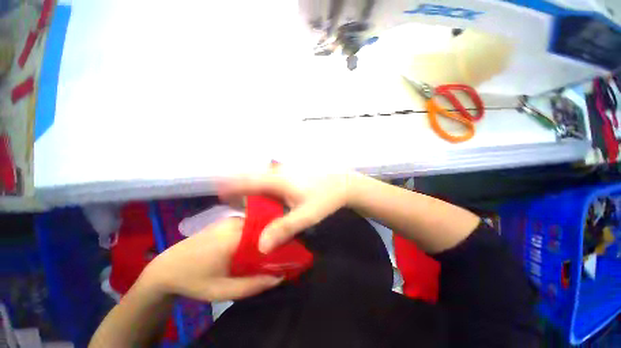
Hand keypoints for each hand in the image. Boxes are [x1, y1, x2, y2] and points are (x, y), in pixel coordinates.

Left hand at [141, 218, 281, 301]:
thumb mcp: (223, 290)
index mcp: (234, 237)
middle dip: (273, 238)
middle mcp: (235, 222)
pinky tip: (253, 245)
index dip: (279, 240)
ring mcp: (230, 219)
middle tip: (280, 252)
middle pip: (263, 227)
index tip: (288, 251)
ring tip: (268, 249)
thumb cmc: (194, 281)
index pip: (267, 232)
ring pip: (257, 225)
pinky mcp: (226, 221)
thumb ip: (253, 285)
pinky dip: (255, 233)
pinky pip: (249, 224)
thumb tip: (280, 276)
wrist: (167, 268)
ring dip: (264, 236)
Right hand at [219, 166, 359, 252]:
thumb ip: (283, 229)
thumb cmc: (325, 199)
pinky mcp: (294, 173)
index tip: (219, 192)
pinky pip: (274, 178)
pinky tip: (269, 197)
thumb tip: (261, 246)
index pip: (248, 180)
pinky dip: (267, 187)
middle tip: (231, 200)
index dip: (232, 186)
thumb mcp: (306, 216)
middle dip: (241, 187)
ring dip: (254, 187)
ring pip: (264, 177)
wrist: (344, 185)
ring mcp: (288, 171)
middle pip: (254, 177)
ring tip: (247, 200)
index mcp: (278, 180)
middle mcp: (280, 172)